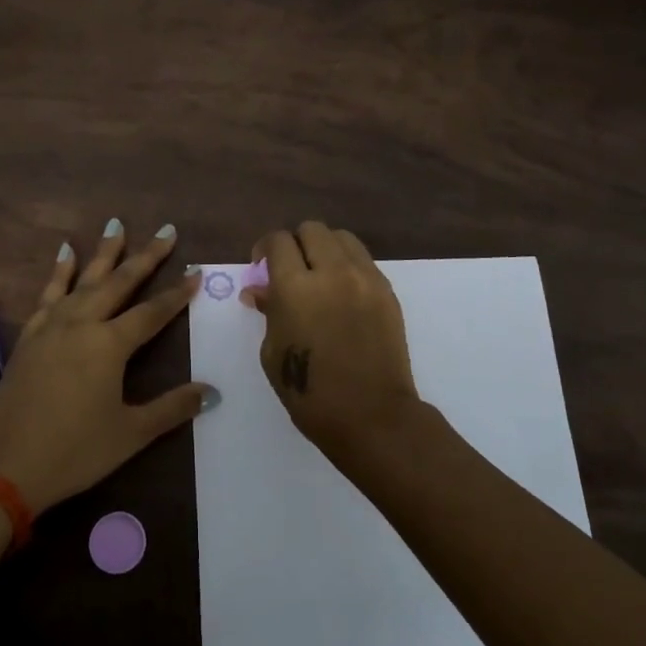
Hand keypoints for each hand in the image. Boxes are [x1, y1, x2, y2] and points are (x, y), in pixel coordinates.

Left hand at [0, 220, 213, 514]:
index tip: (196, 271)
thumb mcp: (131, 433)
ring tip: (115, 225)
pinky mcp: (30, 335)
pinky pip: (48, 293)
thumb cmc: (74, 450)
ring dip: (102, 252)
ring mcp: (52, 326)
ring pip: (83, 279)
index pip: (152, 312)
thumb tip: (212, 393)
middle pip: (119, 282)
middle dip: (145, 256)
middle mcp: (82, 324)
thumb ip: (172, 408)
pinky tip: (65, 253)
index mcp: (110, 345)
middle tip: (165, 230)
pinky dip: (59, 271)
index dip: (177, 293)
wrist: (5, 466)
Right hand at [243, 221, 421, 463]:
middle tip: (290, 269)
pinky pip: (363, 260)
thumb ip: (268, 311)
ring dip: (324, 248)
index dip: (265, 248)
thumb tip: (259, 290)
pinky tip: (342, 293)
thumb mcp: (273, 353)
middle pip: (312, 229)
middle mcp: (332, 271)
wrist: (371, 415)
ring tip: (319, 276)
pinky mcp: (387, 291)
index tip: (261, 266)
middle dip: (295, 243)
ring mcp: (365, 278)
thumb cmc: (310, 392)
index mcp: (296, 287)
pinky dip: (347, 265)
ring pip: (341, 238)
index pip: (278, 241)